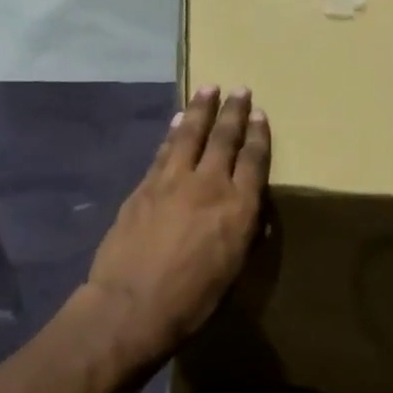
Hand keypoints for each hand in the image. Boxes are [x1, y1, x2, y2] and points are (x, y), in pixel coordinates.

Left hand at [85, 87, 271, 364]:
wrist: (132, 304)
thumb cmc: (192, 300)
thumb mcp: (232, 271)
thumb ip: (242, 234)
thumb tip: (250, 214)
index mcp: (238, 208)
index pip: (253, 160)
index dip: (258, 135)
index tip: (260, 113)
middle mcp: (209, 184)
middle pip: (224, 138)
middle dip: (234, 112)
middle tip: (240, 89)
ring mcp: (173, 180)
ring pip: (191, 134)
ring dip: (201, 109)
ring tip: (208, 88)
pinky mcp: (146, 185)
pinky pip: (164, 150)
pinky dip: (173, 132)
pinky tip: (176, 121)